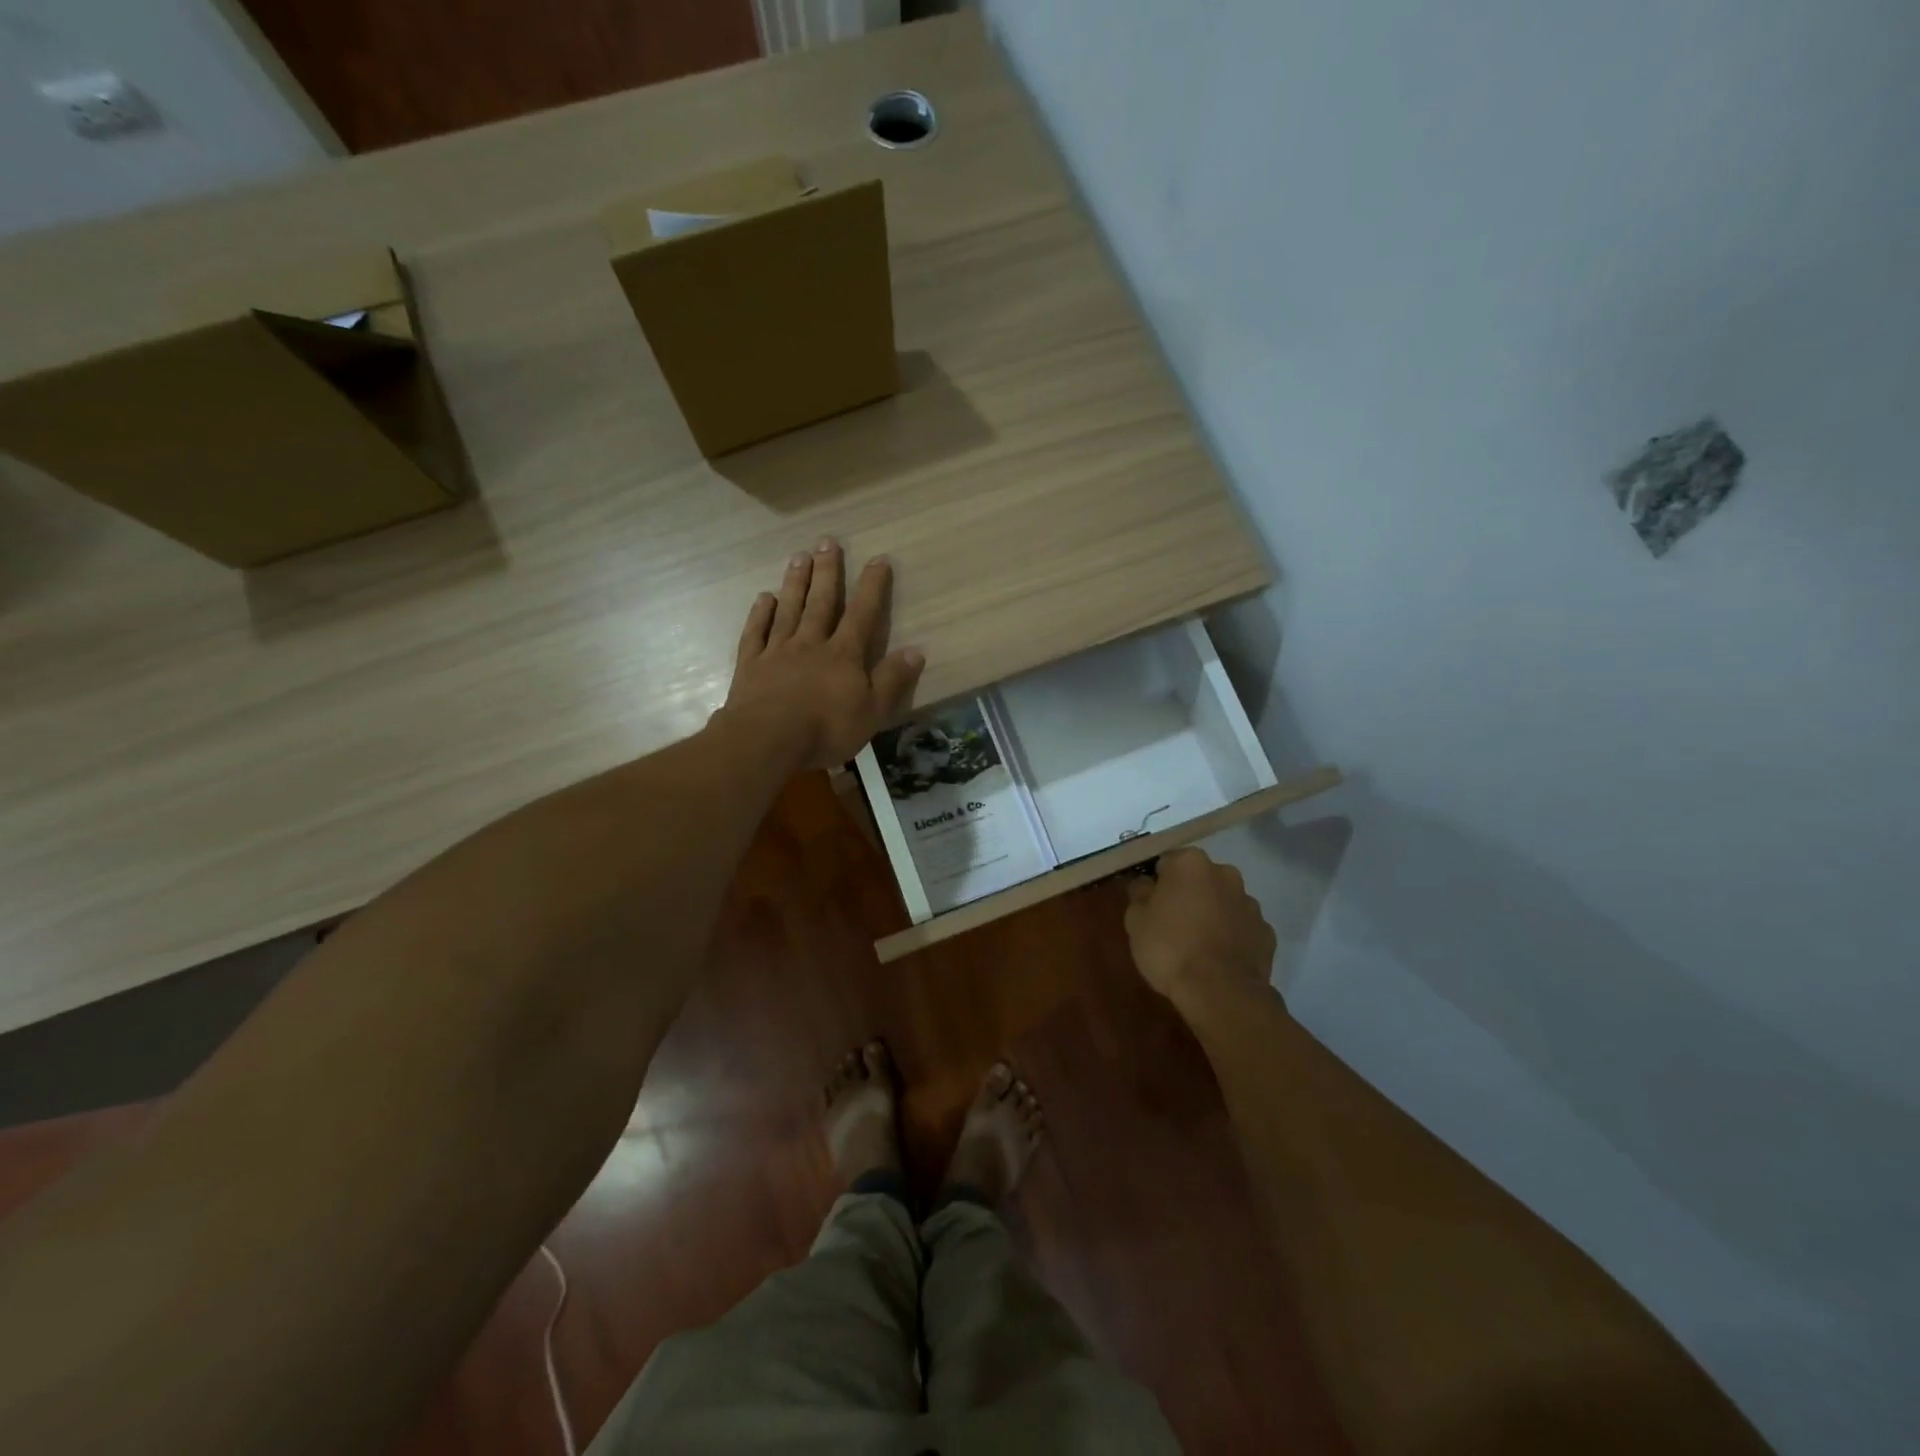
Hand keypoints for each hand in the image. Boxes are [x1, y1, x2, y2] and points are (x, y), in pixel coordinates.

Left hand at [719, 539, 924, 772]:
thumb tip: (917, 650)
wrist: (767, 741)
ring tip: (799, 556)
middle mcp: (811, 644)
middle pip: (821, 602)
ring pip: (789, 610)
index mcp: (843, 655)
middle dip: (827, 571)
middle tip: (827, 541)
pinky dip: (760, 614)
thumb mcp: (872, 711)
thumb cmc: (825, 729)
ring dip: (795, 583)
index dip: (872, 587)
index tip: (878, 559)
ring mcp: (778, 651)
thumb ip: (892, 680)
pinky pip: (756, 633)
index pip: (862, 614)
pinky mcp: (751, 665)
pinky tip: (764, 598)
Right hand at [1124, 848, 1277, 1014]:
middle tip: (1171, 923)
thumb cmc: (1170, 947)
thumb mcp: (1136, 920)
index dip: (1156, 883)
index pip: (1166, 862)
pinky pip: (1241, 927)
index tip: (1150, 904)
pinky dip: (1231, 936)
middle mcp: (1225, 874)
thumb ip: (1139, 893)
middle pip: (1199, 878)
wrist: (1220, 992)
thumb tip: (1145, 883)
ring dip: (1212, 913)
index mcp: (1190, 863)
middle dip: (1188, 894)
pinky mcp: (1266, 932)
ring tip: (1197, 944)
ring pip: (1223, 901)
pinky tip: (1218, 958)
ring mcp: (1250, 903)